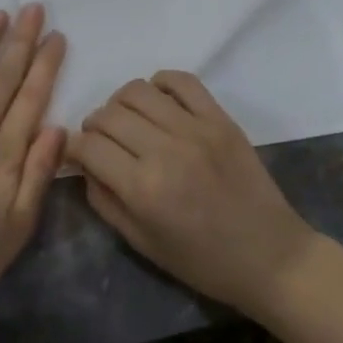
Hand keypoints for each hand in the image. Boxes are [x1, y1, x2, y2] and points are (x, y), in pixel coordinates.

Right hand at [70, 72, 324, 319]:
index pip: (88, 145)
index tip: (76, 154)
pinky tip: (159, 104)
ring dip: (121, 104)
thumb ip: (104, 200)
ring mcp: (195, 129)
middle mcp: (165, 150)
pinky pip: (181, 80)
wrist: (270, 256)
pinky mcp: (220, 118)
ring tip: (129, 123)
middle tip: (102, 143)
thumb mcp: (141, 243)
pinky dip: (160, 84)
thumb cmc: (202, 261)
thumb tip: (84, 164)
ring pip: (137, 91)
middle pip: (108, 114)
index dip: (73, 147)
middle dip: (94, 126)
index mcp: (143, 189)